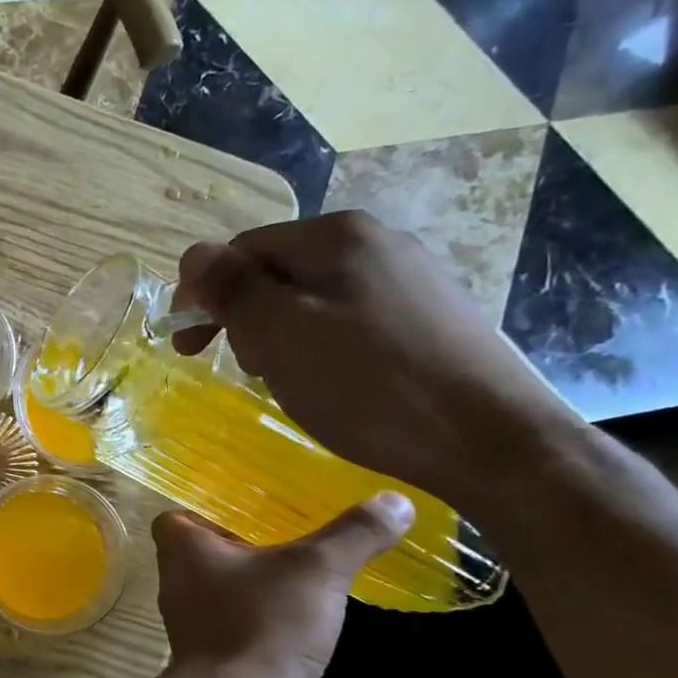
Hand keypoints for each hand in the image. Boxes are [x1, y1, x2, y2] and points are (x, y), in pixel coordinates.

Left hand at [153, 495, 411, 677]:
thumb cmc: (263, 623)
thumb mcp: (316, 569)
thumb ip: (353, 533)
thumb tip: (396, 500)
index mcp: (181, 550)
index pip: (174, 518)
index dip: (204, 510)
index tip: (247, 508)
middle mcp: (178, 584)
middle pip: (204, 554)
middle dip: (243, 546)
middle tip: (291, 536)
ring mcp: (194, 626)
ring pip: (224, 592)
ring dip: (257, 587)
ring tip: (306, 576)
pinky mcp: (217, 661)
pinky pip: (240, 628)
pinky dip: (266, 623)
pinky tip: (305, 623)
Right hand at [173, 212, 584, 513]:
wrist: (491, 441)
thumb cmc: (370, 385)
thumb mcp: (281, 335)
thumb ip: (231, 289)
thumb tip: (193, 254)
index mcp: (337, 235)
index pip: (242, 249)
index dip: (205, 293)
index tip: (186, 345)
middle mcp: (377, 242)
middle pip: (279, 270)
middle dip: (245, 316)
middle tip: (242, 368)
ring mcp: (410, 278)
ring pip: (313, 297)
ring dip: (281, 334)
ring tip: (286, 380)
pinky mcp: (430, 317)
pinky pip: (349, 319)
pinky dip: (320, 345)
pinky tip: (331, 382)